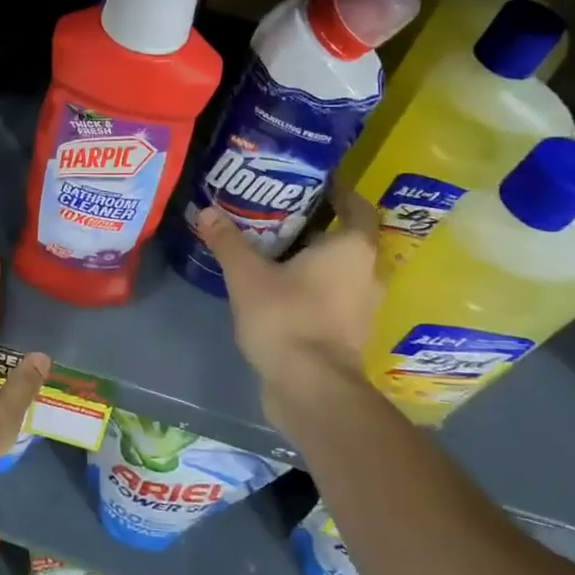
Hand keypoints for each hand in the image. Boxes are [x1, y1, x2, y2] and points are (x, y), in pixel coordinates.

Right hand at [196, 188, 384, 435]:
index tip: (313, 184)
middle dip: (320, 226)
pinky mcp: (350, 334)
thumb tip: (206, 211)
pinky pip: (335, 297)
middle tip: (282, 214)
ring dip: (317, 260)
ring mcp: (363, 308)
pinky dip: (316, 288)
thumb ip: (228, 241)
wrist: (311, 389)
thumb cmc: (287, 318)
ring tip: (278, 249)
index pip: (358, 207)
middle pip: (349, 239)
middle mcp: (368, 274)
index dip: (340, 192)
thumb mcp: (247, 275)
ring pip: (343, 271)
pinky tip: (283, 288)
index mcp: (353, 249)